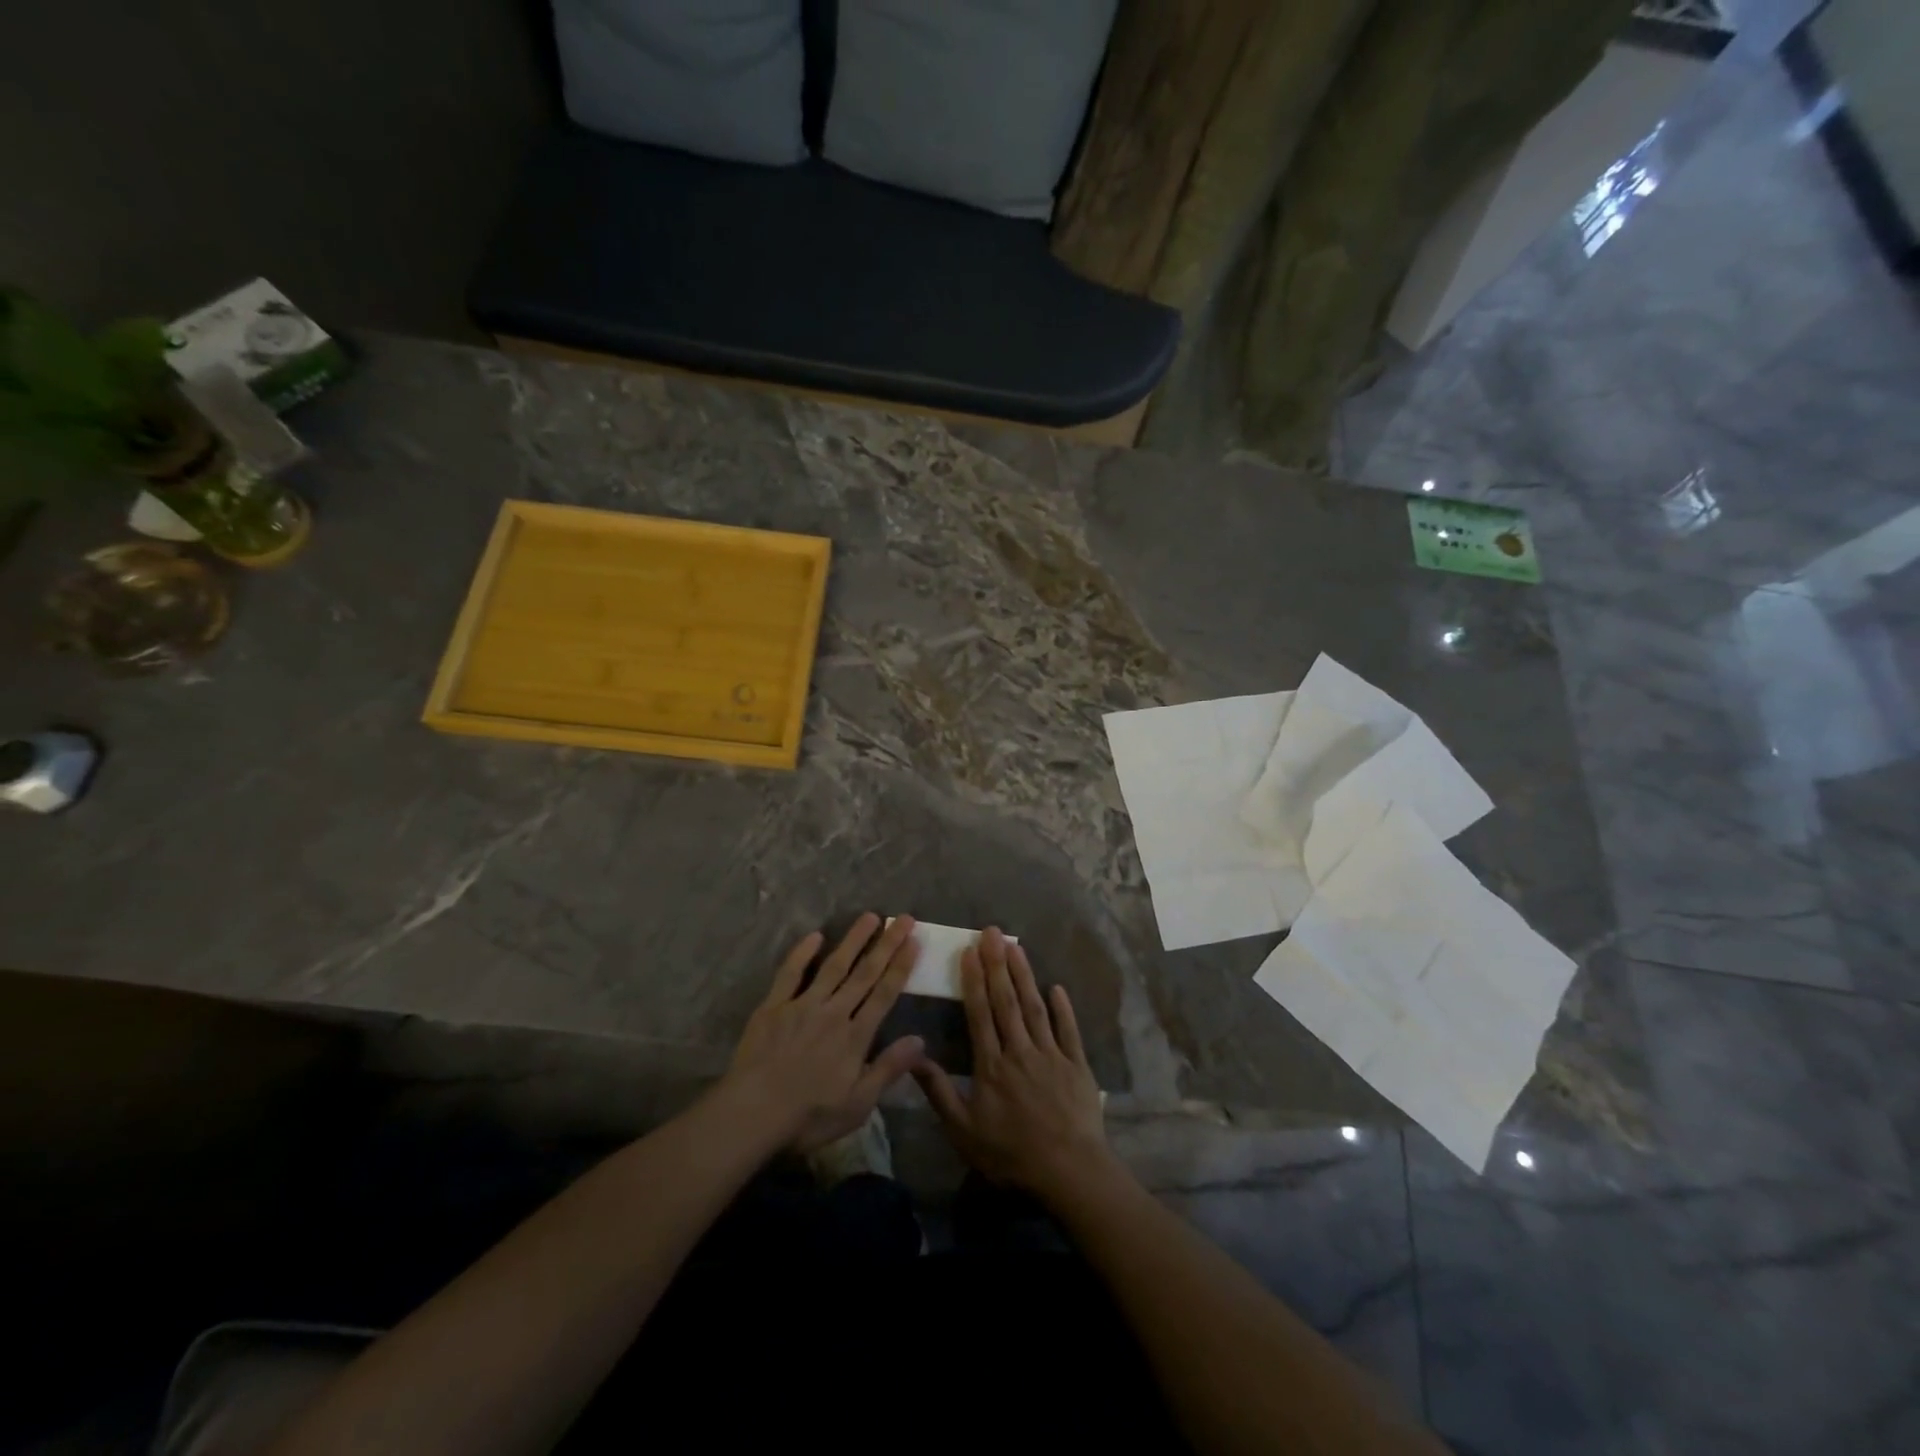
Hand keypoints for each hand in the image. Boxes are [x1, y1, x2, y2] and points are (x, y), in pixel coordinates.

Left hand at [725, 913, 924, 1154]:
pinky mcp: (773, 1006)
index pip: (884, 994)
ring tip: (870, 916)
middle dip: (886, 944)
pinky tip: (815, 935)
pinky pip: (790, 973)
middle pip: (865, 973)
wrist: (752, 1114)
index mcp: (855, 1037)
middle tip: (904, 917)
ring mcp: (802, 1005)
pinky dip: (802, 953)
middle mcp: (833, 1012)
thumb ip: (888, 1068)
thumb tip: (921, 1040)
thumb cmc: (808, 1116)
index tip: (914, 940)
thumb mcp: (858, 1104)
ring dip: (853, 940)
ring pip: (833, 965)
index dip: (901, 966)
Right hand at [912, 927, 1115, 1201]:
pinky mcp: (1077, 1065)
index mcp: (992, 1065)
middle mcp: (1020, 1051)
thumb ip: (940, 1092)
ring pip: (1035, 1008)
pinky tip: (1056, 987)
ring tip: (1016, 946)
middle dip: (997, 965)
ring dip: (1025, 976)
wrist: (1068, 1171)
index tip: (969, 952)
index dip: (974, 981)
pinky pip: (1069, 1031)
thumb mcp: (964, 1131)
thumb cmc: (1011, 1154)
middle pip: (1007, 1001)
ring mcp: (1051, 1055)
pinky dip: (1063, 1008)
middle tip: (992, 933)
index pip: (980, 1014)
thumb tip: (915, 1056)